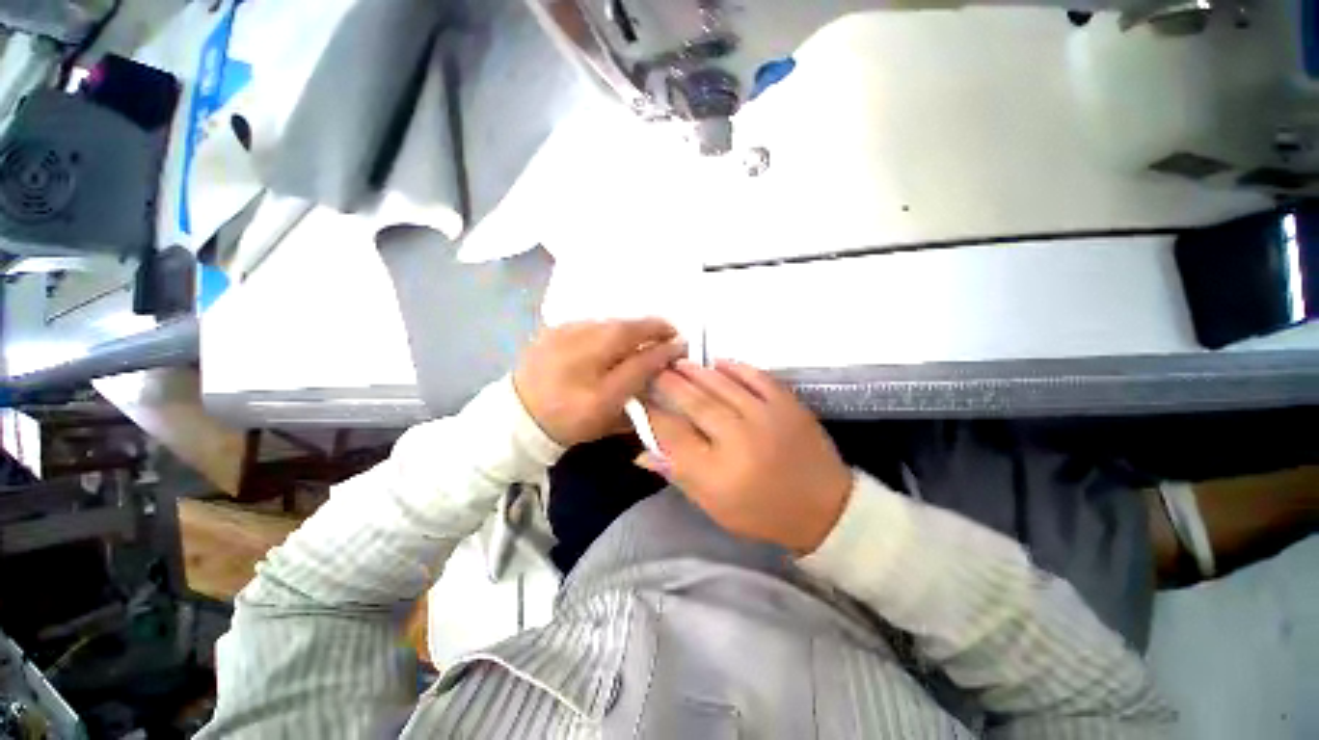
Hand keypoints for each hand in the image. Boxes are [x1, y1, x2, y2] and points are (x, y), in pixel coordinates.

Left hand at [513, 319, 685, 445]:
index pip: (640, 364)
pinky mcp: (551, 330)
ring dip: (633, 325)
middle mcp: (580, 362)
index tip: (681, 345)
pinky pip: (591, 322)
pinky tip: (614, 333)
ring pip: (609, 323)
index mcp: (597, 394)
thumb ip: (636, 403)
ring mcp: (563, 341)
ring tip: (645, 331)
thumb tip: (658, 377)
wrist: (515, 417)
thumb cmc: (566, 424)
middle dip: (654, 327)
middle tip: (670, 329)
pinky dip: (608, 325)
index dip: (664, 352)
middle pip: (625, 333)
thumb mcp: (605, 422)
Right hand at [638, 360, 853, 554]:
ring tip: (678, 363)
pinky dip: (735, 367)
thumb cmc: (762, 513)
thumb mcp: (714, 505)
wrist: (825, 508)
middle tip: (655, 370)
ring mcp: (766, 418)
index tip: (639, 399)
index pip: (673, 435)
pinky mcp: (788, 405)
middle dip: (669, 384)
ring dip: (696, 372)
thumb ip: (677, 474)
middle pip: (695, 404)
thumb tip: (641, 454)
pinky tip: (718, 362)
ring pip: (721, 386)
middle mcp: (738, 441)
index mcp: (716, 473)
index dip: (651, 414)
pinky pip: (756, 377)